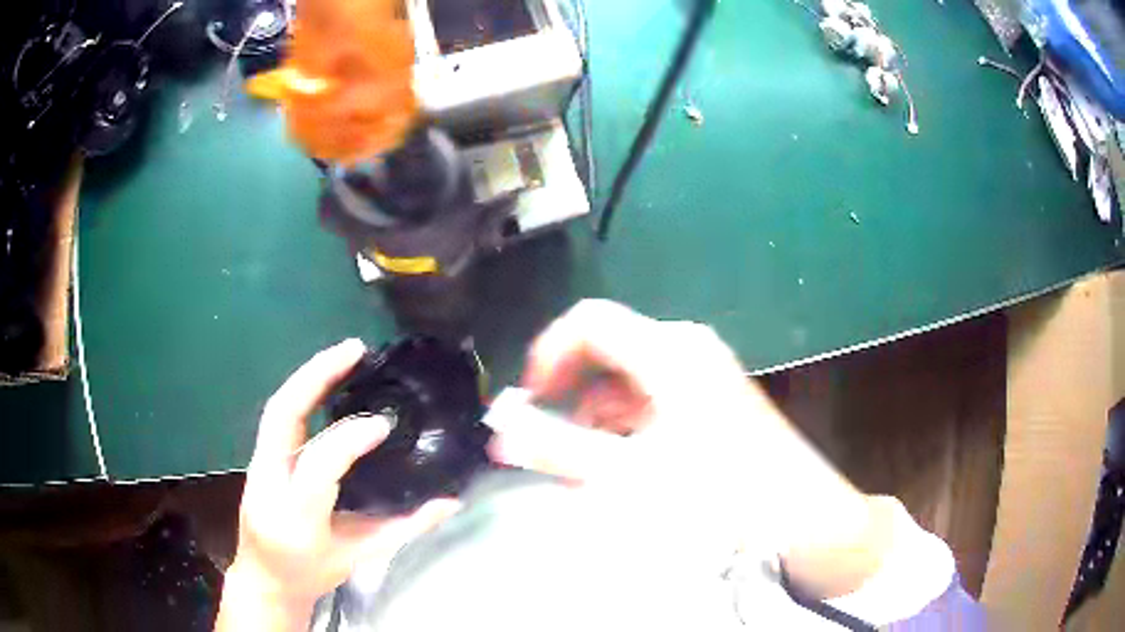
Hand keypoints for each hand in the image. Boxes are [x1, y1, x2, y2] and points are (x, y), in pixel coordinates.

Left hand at [215, 339, 459, 631]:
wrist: (264, 576)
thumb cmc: (312, 572)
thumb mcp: (360, 557)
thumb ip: (405, 529)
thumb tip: (450, 502)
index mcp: (297, 516)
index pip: (319, 466)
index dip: (350, 440)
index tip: (385, 423)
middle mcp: (269, 482)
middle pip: (282, 415)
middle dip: (316, 375)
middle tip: (355, 350)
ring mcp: (258, 465)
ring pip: (277, 408)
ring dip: (310, 376)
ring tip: (346, 355)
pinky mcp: (259, 456)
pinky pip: (279, 416)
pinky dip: (304, 392)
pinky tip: (328, 380)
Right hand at [493, 299, 791, 483]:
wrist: (802, 524)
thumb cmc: (719, 498)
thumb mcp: (626, 476)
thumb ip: (557, 449)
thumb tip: (502, 432)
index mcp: (669, 351)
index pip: (588, 323)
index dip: (547, 356)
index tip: (527, 404)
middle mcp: (687, 351)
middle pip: (607, 355)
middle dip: (570, 400)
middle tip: (548, 448)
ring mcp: (705, 377)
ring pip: (629, 385)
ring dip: (597, 424)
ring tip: (584, 475)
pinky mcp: (714, 404)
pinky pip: (655, 405)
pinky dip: (628, 433)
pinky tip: (621, 475)